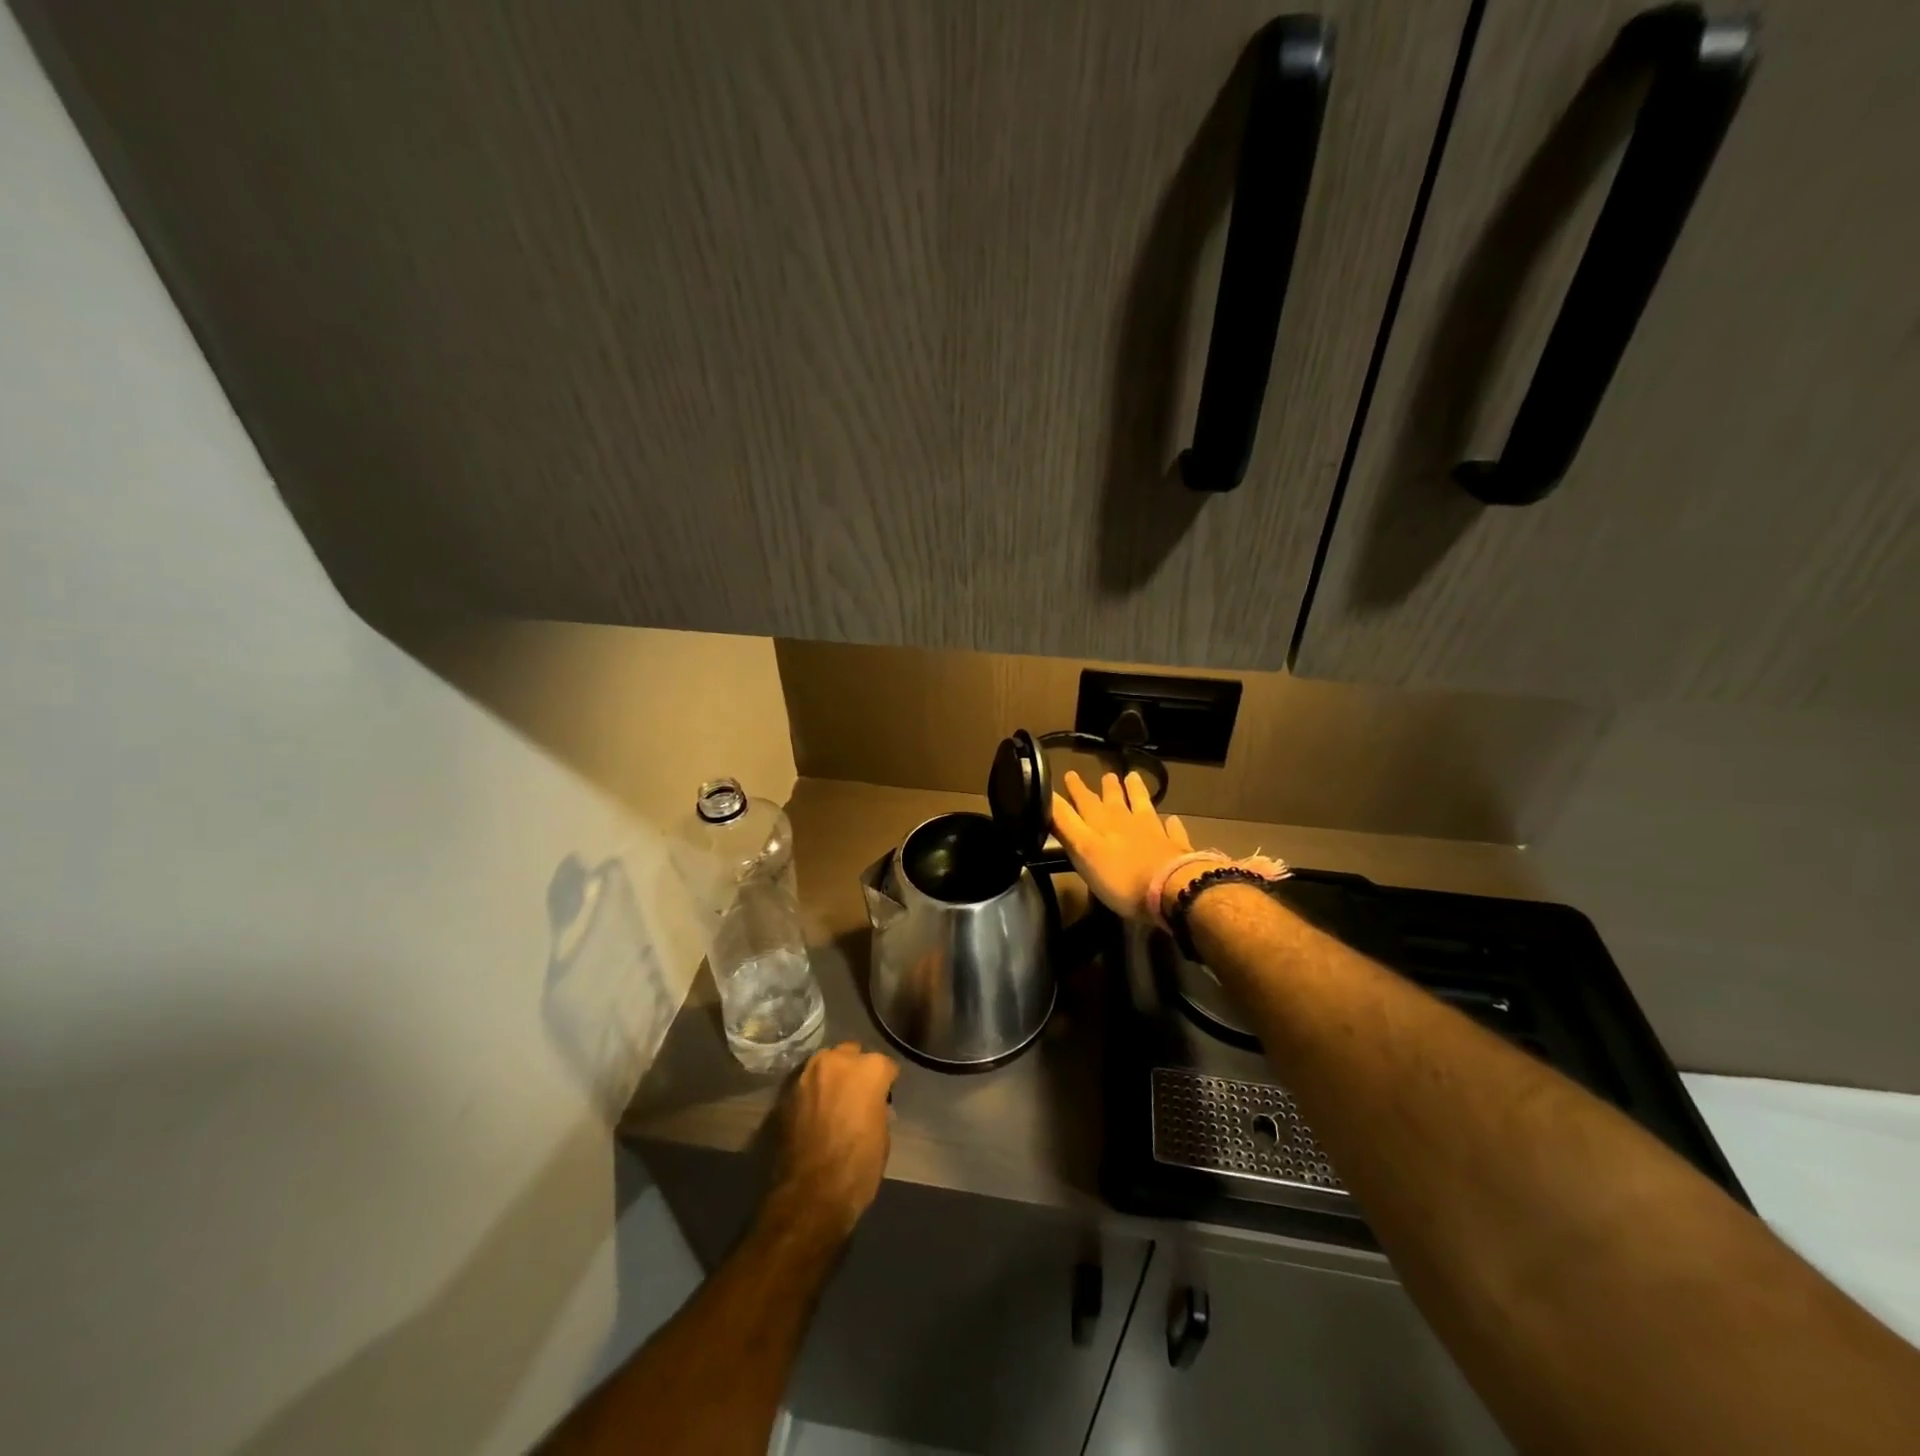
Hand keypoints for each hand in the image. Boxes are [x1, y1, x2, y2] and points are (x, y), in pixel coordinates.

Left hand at [763, 1042, 898, 1242]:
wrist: (809, 1196)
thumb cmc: (857, 1168)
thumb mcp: (882, 1137)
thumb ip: (877, 1108)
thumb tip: (872, 1105)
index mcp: (869, 1069)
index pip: (885, 1065)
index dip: (886, 1083)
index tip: (885, 1098)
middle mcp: (837, 1061)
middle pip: (851, 1055)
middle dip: (856, 1070)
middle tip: (857, 1096)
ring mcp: (808, 1074)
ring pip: (825, 1064)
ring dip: (831, 1077)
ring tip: (834, 1102)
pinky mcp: (786, 1092)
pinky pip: (806, 1084)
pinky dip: (813, 1093)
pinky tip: (814, 1113)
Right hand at [1051, 770, 1200, 921]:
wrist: (1170, 890)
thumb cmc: (1120, 877)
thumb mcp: (1082, 851)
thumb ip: (1065, 825)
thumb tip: (1047, 798)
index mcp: (1101, 824)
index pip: (1083, 802)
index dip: (1074, 790)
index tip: (1068, 773)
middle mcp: (1126, 822)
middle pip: (1112, 801)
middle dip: (1104, 788)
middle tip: (1105, 774)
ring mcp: (1153, 833)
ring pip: (1142, 806)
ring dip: (1136, 792)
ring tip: (1133, 777)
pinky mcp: (1174, 848)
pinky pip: (1171, 830)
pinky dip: (1170, 824)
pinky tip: (1172, 819)